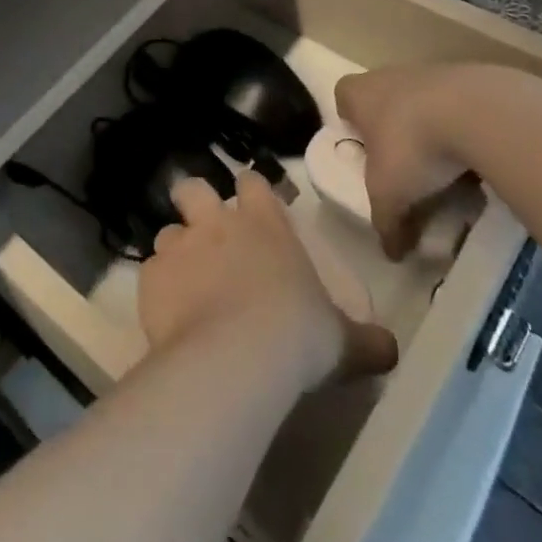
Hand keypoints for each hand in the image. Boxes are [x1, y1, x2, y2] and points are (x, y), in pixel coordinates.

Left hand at [139, 171, 398, 390]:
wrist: (236, 359)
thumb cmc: (297, 336)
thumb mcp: (342, 340)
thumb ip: (364, 339)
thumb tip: (392, 349)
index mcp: (264, 223)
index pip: (253, 182)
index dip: (251, 190)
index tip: (253, 205)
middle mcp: (217, 223)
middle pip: (193, 188)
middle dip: (195, 203)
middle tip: (205, 232)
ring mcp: (180, 246)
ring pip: (167, 232)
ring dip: (175, 251)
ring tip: (184, 283)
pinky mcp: (150, 277)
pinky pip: (149, 273)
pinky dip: (157, 289)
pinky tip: (167, 316)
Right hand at [338, 65, 497, 259]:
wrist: (475, 111)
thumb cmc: (411, 146)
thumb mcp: (389, 195)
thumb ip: (385, 223)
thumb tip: (391, 253)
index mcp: (359, 93)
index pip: (343, 96)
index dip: (350, 119)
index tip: (363, 146)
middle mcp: (389, 75)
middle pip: (384, 99)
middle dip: (393, 128)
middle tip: (404, 165)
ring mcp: (430, 73)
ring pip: (422, 102)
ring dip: (430, 129)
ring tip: (447, 168)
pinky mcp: (468, 79)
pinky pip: (458, 107)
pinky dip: (462, 128)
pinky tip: (475, 158)